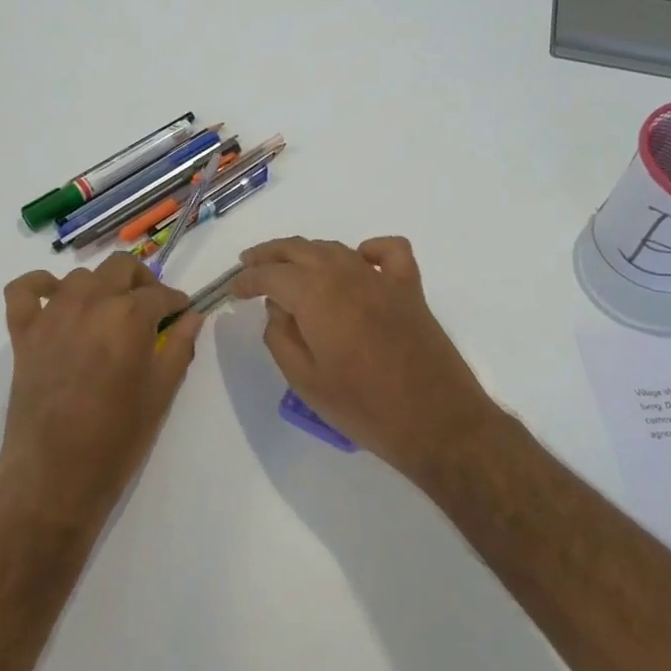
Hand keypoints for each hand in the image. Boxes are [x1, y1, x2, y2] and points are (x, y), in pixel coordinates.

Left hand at [0, 254, 201, 521]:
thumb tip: (193, 317)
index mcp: (130, 317)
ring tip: (108, 315)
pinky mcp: (23, 333)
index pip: (161, 293)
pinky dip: (38, 285)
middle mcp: (91, 303)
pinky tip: (54, 299)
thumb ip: (179, 347)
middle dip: (142, 282)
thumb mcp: (161, 393)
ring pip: (80, 277)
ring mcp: (52, 315)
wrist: (54, 477)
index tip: (182, 314)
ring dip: (100, 287)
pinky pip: (23, 290)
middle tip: (150, 310)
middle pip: (121, 268)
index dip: (176, 302)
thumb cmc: (117, 438)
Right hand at [231, 237, 499, 475]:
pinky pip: (388, 252)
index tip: (234, 289)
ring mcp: (382, 279)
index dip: (248, 279)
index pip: (272, 274)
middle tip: (250, 264)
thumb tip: (277, 308)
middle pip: (300, 249)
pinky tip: (358, 262)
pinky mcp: (410, 289)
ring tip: (289, 266)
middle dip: (270, 254)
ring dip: (307, 252)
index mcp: (316, 295)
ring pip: (336, 249)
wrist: (436, 421)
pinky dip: (368, 250)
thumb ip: (281, 337)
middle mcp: (347, 275)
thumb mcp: (305, 381)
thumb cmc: (363, 407)